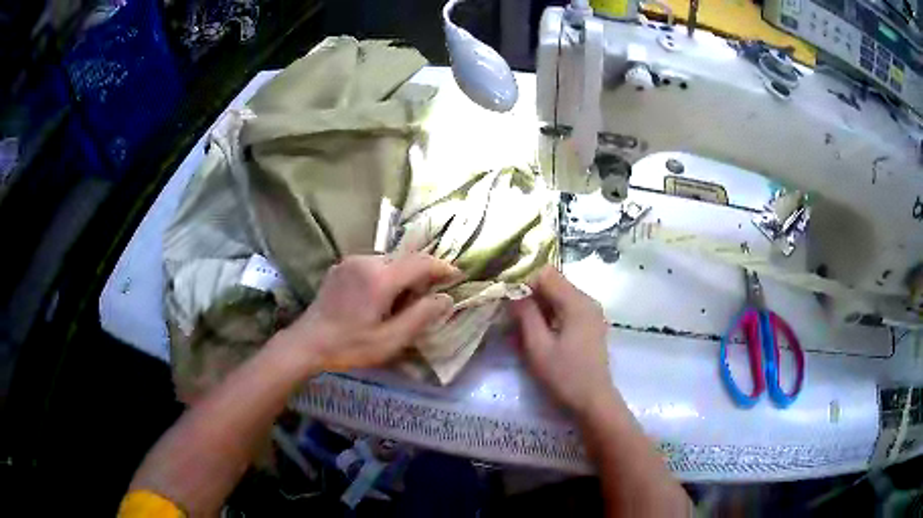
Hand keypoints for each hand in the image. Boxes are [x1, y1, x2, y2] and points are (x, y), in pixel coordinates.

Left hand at [274, 253, 458, 373]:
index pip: (421, 262)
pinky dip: (384, 275)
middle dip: (422, 274)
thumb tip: (446, 298)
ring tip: (401, 302)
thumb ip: (421, 317)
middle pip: (405, 259)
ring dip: (402, 275)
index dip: (442, 268)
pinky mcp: (340, 267)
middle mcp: (366, 261)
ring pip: (388, 261)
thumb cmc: (350, 346)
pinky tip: (378, 298)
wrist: (307, 343)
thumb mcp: (390, 340)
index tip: (456, 276)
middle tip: (429, 297)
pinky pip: (371, 265)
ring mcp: (350, 262)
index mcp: (380, 278)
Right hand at [511, 266, 615, 417]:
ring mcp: (591, 313)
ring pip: (559, 298)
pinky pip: (566, 310)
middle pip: (553, 284)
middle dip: (531, 298)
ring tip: (523, 333)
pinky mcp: (591, 325)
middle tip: (512, 321)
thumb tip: (512, 291)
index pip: (546, 274)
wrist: (593, 402)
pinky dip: (550, 318)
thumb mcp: (538, 346)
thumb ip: (525, 315)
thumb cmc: (564, 376)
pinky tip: (540, 338)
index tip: (509, 304)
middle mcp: (587, 301)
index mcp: (577, 302)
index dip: (524, 284)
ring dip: (539, 309)